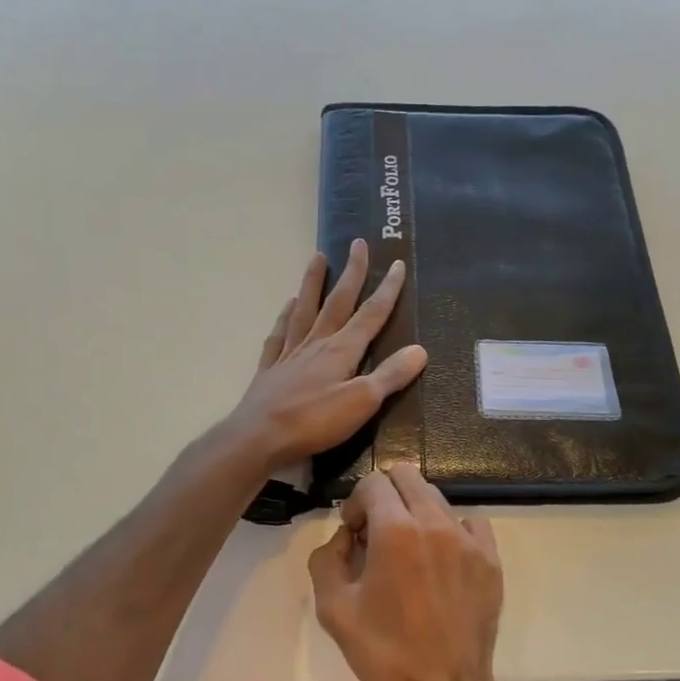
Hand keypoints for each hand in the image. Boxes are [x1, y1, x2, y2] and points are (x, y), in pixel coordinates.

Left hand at [224, 240, 427, 473]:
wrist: (259, 437)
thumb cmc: (314, 422)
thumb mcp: (362, 402)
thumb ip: (390, 375)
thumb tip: (420, 349)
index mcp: (341, 350)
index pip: (370, 314)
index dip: (387, 289)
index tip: (396, 262)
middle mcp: (316, 343)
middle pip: (337, 302)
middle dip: (351, 273)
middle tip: (357, 243)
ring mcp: (290, 354)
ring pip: (304, 309)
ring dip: (313, 283)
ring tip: (317, 258)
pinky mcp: (271, 370)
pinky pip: (279, 334)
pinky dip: (284, 317)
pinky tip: (287, 306)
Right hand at [308, 465, 508, 680]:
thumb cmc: (383, 653)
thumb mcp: (333, 608)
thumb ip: (327, 558)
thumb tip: (345, 537)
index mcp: (395, 531)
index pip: (374, 482)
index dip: (356, 502)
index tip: (353, 532)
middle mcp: (435, 523)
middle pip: (408, 477)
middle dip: (385, 495)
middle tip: (376, 532)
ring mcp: (469, 540)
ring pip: (438, 498)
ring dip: (416, 512)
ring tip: (408, 552)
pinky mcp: (491, 560)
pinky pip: (470, 523)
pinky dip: (450, 530)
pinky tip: (441, 560)